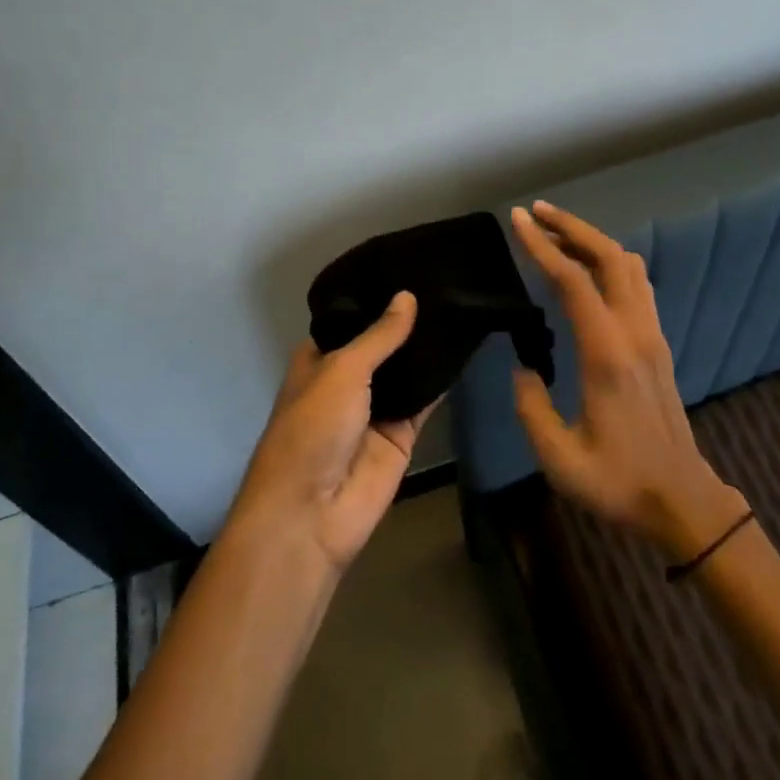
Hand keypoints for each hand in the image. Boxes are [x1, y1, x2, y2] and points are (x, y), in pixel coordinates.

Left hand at [225, 292, 437, 572]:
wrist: (312, 514)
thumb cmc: (312, 429)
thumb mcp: (341, 371)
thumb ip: (380, 336)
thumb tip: (408, 296)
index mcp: (320, 359)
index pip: (352, 319)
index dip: (377, 297)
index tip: (410, 265)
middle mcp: (347, 379)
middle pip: (384, 343)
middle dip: (409, 319)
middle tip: (448, 279)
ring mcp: (376, 407)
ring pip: (408, 369)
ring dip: (428, 346)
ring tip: (463, 301)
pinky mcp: (402, 433)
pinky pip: (426, 399)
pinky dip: (443, 378)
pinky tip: (467, 346)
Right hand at [509, 202, 746, 559]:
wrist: (682, 500)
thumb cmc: (618, 482)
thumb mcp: (559, 458)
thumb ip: (531, 407)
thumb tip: (523, 368)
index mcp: (607, 354)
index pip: (572, 281)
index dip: (542, 246)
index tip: (518, 220)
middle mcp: (634, 332)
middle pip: (609, 257)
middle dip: (571, 226)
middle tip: (536, 212)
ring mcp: (651, 334)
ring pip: (628, 265)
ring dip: (592, 241)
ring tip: (557, 235)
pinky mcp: (657, 342)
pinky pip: (637, 284)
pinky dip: (610, 262)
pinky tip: (588, 270)